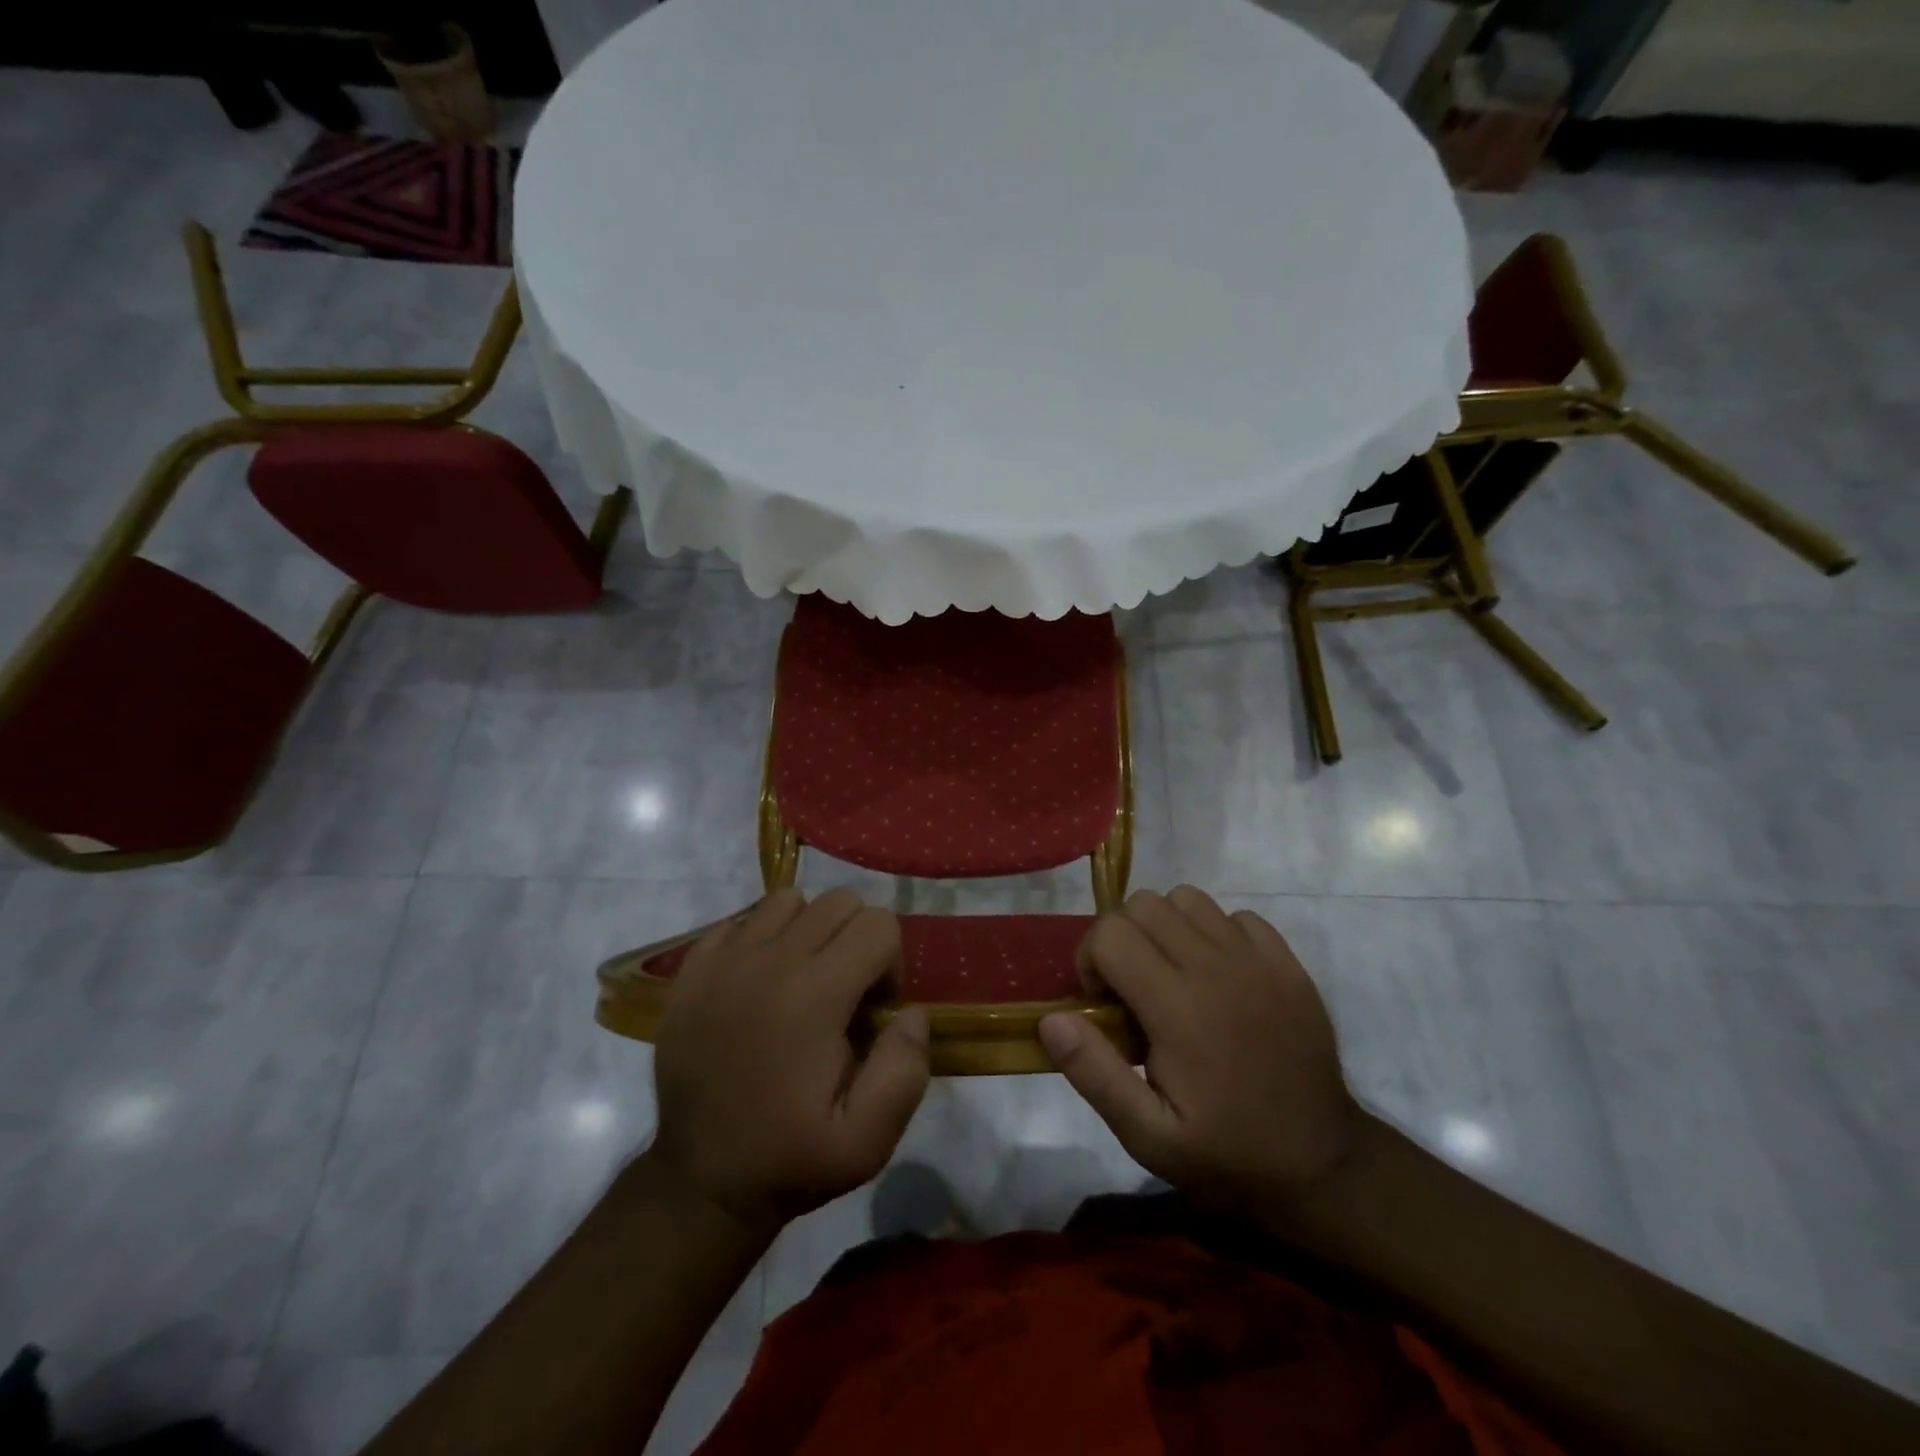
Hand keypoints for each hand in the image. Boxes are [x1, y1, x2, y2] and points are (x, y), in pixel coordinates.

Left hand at [648, 889, 931, 1233]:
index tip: (873, 1012)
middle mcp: (771, 960)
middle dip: (857, 940)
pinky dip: (762, 937)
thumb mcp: (867, 1143)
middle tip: (844, 995)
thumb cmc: (788, 1159)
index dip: (890, 965)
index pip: (879, 925)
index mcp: (815, 994)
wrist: (698, 1181)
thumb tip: (912, 1012)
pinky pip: (742, 919)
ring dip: (810, 930)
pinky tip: (760, 982)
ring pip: (790, 900)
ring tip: (804, 980)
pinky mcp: (694, 967)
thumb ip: (905, 1071)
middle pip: (840, 901)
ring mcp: (726, 958)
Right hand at [1039, 886, 1361, 1214]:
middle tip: (1129, 987)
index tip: (1101, 1003)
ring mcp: (1257, 959)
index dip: (1090, 960)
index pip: (1110, 934)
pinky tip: (1217, 976)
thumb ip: (1094, 1073)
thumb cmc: (1227, 1153)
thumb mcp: (1148, 1136)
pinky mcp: (1287, 962)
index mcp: (1178, 1007)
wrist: (1322, 1164)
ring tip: (1169, 974)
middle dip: (1120, 937)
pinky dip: (1213, 933)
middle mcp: (1216, 967)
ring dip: (1164, 927)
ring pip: (1187, 898)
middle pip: (1143, 905)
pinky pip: (1234, 915)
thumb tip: (1051, 1019)